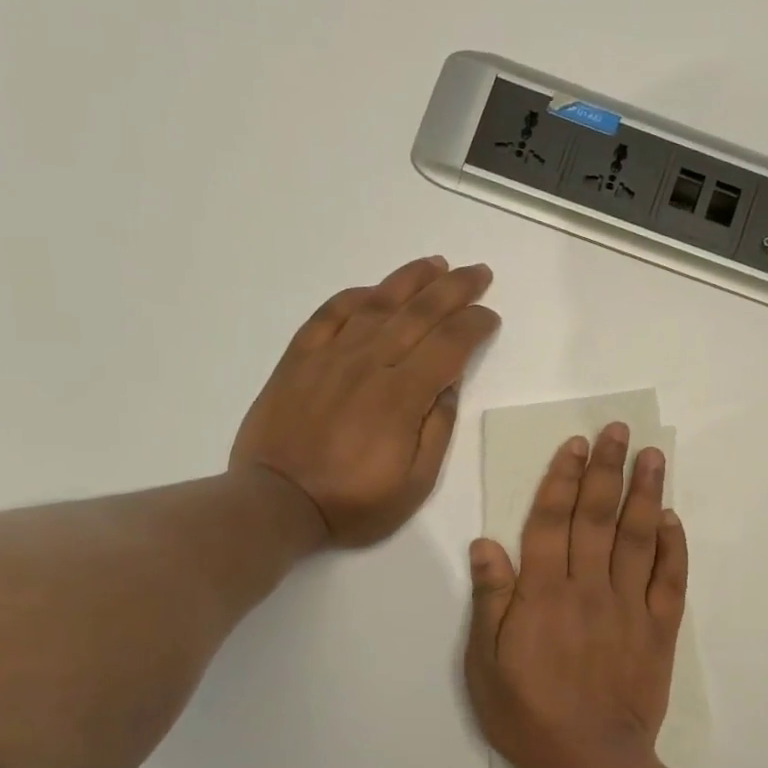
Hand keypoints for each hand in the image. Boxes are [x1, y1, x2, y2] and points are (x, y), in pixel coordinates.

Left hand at [233, 256, 499, 546]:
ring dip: (411, 279)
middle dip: (455, 288)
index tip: (491, 316)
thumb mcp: (414, 484)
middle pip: (420, 313)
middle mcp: (369, 363)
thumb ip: (437, 430)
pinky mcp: (299, 358)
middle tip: (479, 272)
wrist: (276, 503)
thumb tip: (448, 385)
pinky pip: (330, 313)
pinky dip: (355, 296)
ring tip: (436, 264)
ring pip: (377, 303)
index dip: (475, 325)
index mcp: (402, 395)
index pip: (450, 345)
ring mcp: (331, 355)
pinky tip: (374, 290)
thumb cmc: (352, 502)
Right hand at [464, 424, 688, 767]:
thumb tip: (486, 542)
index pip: (552, 521)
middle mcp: (589, 588)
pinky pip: (670, 579)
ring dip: (646, 493)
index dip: (563, 478)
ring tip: (654, 455)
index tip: (576, 445)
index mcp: (543, 593)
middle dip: (608, 469)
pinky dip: (673, 545)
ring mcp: (629, 607)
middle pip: (599, 517)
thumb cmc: (527, 714)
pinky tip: (672, 518)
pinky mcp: (659, 629)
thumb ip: (490, 600)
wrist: (590, 762)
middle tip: (619, 431)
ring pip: (638, 537)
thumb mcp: (486, 663)